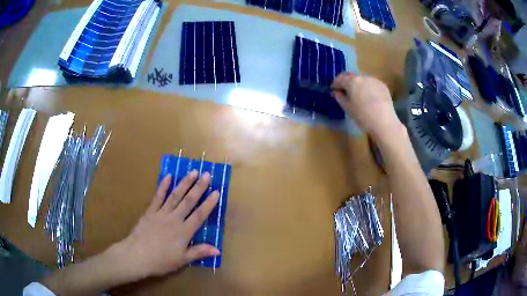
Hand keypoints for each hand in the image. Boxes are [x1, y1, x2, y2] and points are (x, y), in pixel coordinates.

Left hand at [115, 171, 219, 277]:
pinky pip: (157, 197)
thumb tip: (218, 250)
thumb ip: (199, 252)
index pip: (199, 215)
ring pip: (175, 196)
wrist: (137, 255)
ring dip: (184, 183)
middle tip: (207, 175)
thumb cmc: (161, 260)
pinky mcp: (150, 212)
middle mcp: (174, 219)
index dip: (209, 204)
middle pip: (188, 201)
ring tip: (193, 172)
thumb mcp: (182, 260)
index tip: (217, 191)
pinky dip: (163, 186)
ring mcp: (161, 213)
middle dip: (199, 188)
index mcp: (184, 232)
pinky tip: (168, 176)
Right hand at [331, 73, 403, 139]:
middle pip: (351, 76)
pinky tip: (369, 97)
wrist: (384, 122)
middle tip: (345, 91)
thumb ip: (339, 97)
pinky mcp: (382, 85)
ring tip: (358, 95)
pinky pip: (372, 83)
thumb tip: (335, 92)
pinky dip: (368, 87)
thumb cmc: (362, 116)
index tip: (334, 90)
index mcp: (352, 81)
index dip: (335, 84)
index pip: (340, 78)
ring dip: (358, 84)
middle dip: (347, 82)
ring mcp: (374, 80)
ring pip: (362, 79)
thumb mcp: (347, 108)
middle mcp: (362, 77)